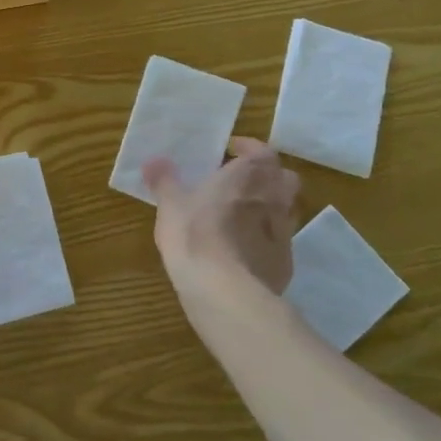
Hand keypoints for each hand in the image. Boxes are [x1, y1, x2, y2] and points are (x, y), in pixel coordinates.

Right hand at [144, 138, 300, 307]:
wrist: (224, 291)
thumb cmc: (195, 234)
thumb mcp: (170, 204)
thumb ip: (164, 180)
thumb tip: (155, 161)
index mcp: (249, 175)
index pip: (262, 151)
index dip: (248, 148)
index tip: (231, 151)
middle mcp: (274, 198)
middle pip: (283, 178)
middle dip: (267, 176)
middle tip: (241, 182)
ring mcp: (284, 232)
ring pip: (286, 210)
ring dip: (269, 208)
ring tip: (241, 217)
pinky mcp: (285, 263)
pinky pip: (279, 243)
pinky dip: (265, 241)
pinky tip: (244, 251)